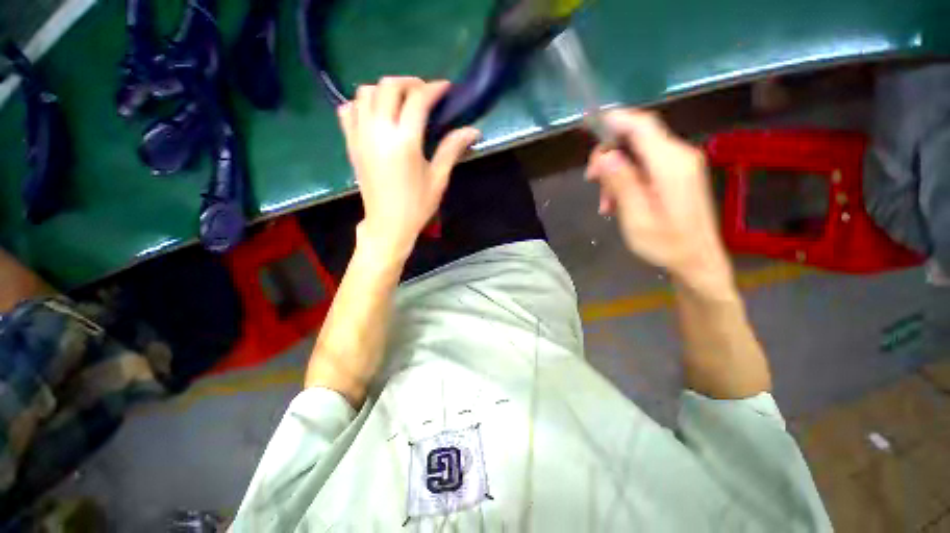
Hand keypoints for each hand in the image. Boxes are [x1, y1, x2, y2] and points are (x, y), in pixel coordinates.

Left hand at [337, 77, 479, 260]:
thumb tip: (472, 131)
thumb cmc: (417, 206)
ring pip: (365, 92)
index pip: (417, 100)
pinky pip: (348, 110)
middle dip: (409, 82)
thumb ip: (452, 149)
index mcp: (404, 142)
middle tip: (424, 93)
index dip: (433, 88)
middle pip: (388, 86)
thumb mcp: (438, 179)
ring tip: (401, 101)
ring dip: (385, 89)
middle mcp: (378, 132)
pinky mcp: (351, 144)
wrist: (388, 225)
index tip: (445, 88)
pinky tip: (376, 114)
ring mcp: (360, 136)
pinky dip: (362, 103)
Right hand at [585, 109, 732, 291]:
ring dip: (615, 173)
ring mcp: (680, 165)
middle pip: (637, 138)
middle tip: (591, 181)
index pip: (641, 126)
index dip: (615, 120)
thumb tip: (605, 156)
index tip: (589, 124)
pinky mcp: (677, 175)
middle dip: (609, 156)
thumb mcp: (636, 217)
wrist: (698, 260)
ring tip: (605, 203)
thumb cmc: (667, 244)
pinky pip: (646, 166)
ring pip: (638, 153)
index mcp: (670, 164)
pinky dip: (627, 179)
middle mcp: (679, 156)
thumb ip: (622, 183)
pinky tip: (617, 202)